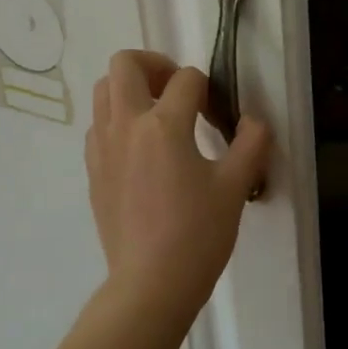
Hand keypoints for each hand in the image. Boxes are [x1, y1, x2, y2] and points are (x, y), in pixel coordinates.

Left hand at [86, 50, 272, 325]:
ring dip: (132, 90)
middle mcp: (125, 126)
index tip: (218, 117)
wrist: (151, 284)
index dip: (208, 89)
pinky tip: (143, 151)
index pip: (186, 79)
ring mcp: (103, 148)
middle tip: (179, 92)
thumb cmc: (198, 234)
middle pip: (125, 64)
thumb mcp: (236, 186)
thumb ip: (251, 143)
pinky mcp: (93, 171)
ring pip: (104, 91)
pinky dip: (119, 121)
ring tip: (159, 117)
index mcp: (163, 125)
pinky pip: (99, 126)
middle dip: (155, 65)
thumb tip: (254, 120)